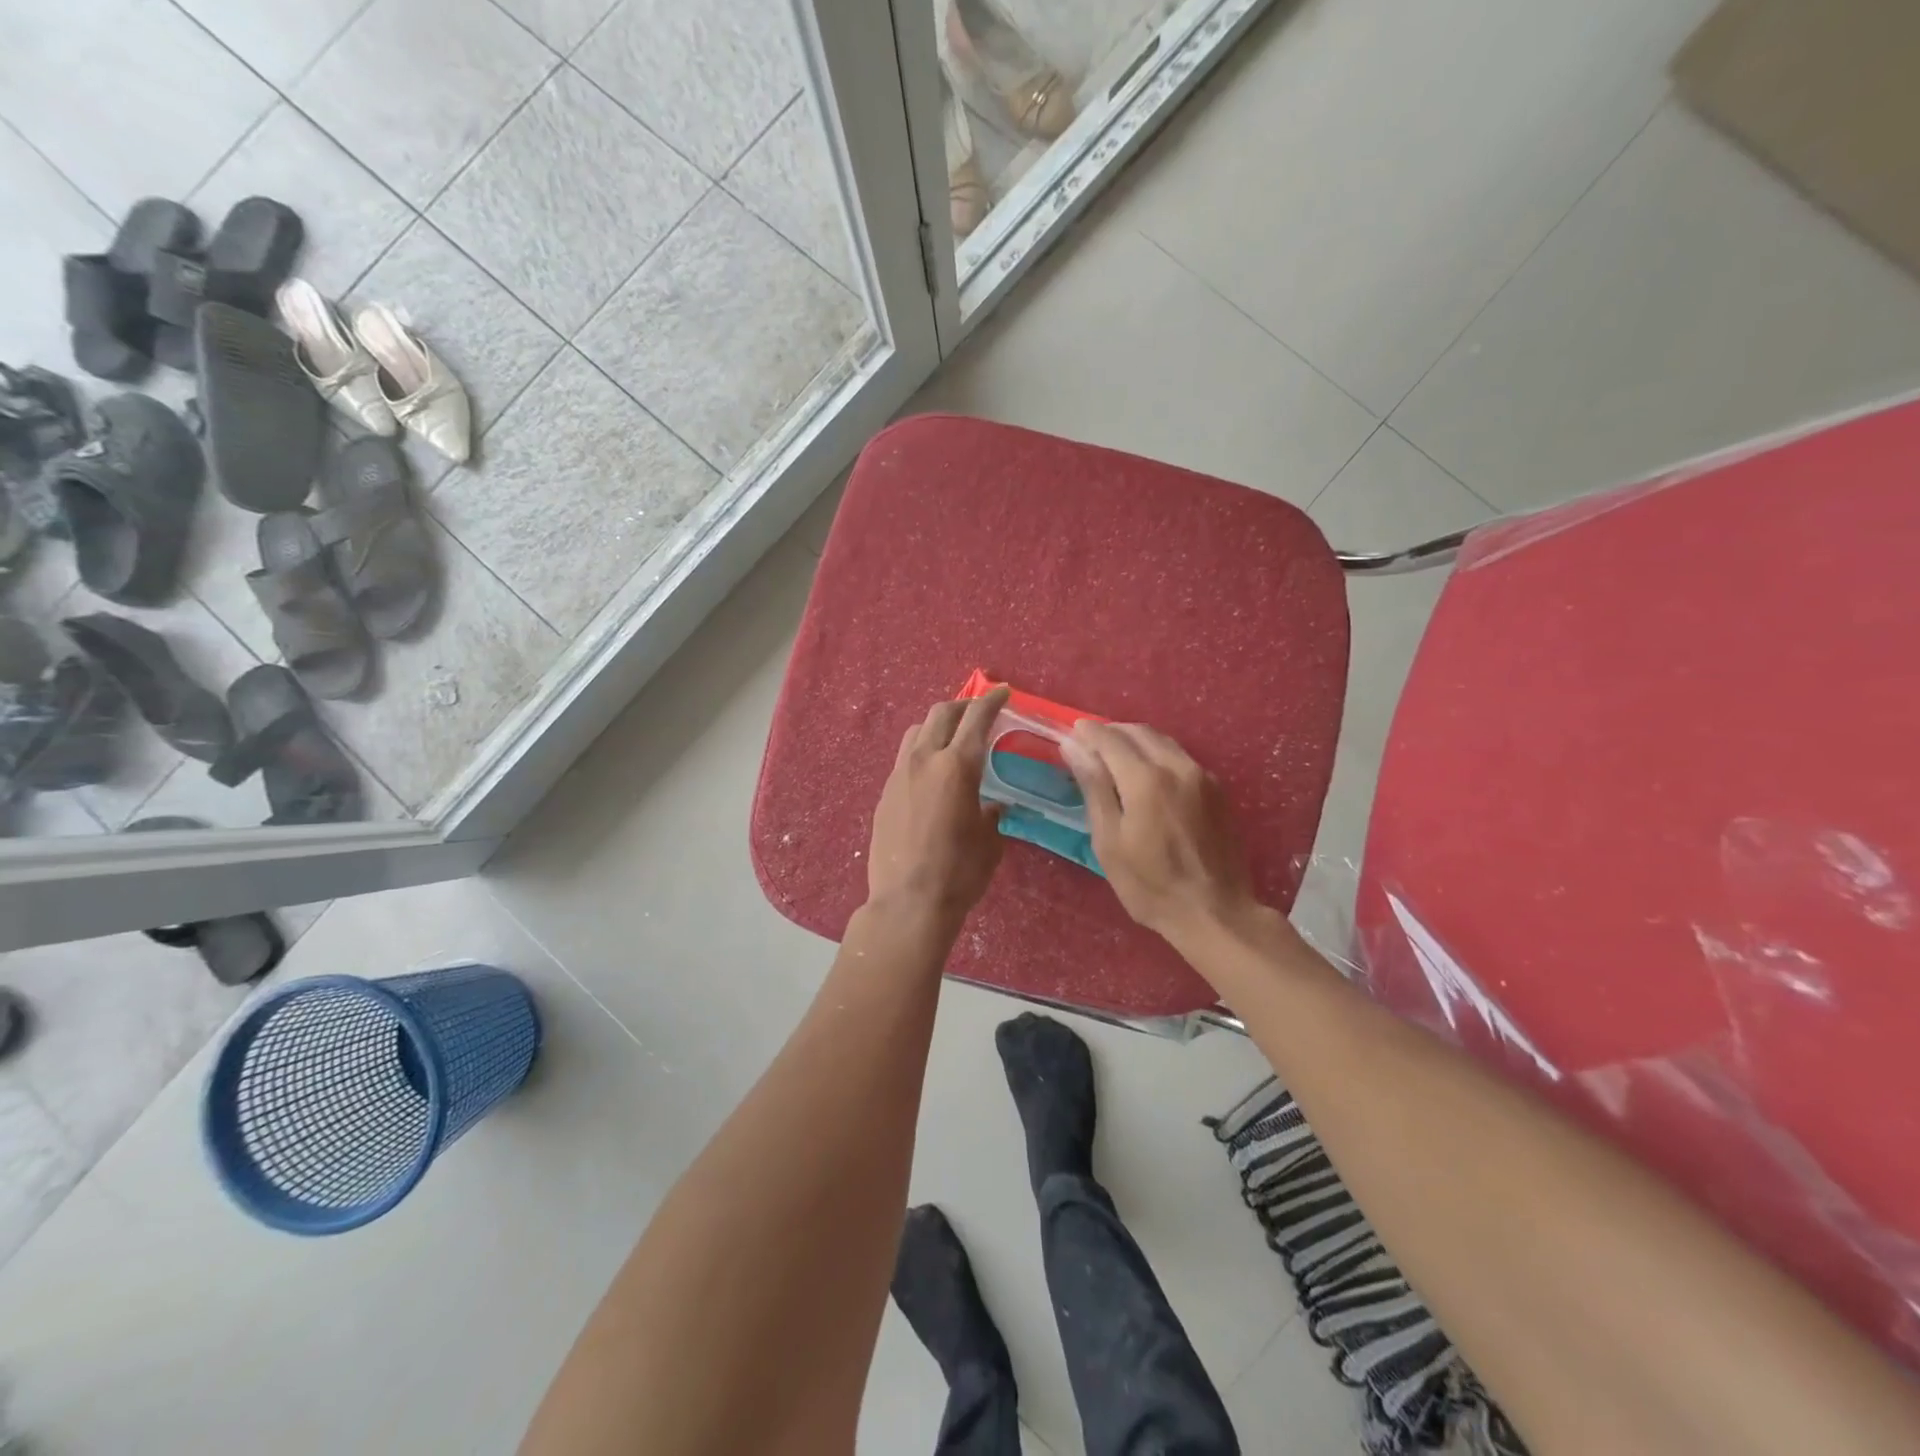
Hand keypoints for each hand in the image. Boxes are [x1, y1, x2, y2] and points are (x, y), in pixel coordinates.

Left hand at [866, 687, 1009, 928]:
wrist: (908, 902)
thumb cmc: (959, 872)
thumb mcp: (989, 841)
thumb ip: (991, 814)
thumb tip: (991, 807)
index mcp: (957, 766)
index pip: (976, 719)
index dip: (991, 701)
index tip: (1002, 692)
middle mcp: (924, 760)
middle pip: (941, 713)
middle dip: (963, 705)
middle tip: (978, 711)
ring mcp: (898, 775)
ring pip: (916, 731)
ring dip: (937, 725)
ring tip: (951, 737)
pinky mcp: (884, 793)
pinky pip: (904, 758)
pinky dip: (921, 752)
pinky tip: (931, 772)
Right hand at [1063, 722, 1263, 946]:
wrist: (1216, 912)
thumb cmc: (1150, 884)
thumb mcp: (1109, 841)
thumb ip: (1094, 787)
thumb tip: (1074, 747)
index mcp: (1146, 778)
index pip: (1110, 739)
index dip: (1088, 732)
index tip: (1071, 732)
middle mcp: (1177, 766)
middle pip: (1140, 732)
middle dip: (1112, 732)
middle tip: (1090, 744)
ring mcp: (1203, 776)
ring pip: (1163, 741)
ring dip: (1136, 740)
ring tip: (1115, 756)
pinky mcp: (1218, 790)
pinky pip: (1181, 757)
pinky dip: (1157, 754)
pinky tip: (1147, 773)